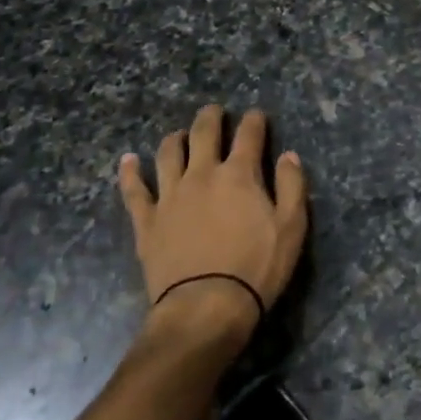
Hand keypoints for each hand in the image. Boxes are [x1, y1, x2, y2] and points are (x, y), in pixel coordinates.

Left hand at [118, 106, 308, 349]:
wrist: (206, 307)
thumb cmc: (256, 268)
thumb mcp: (292, 228)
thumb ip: (292, 186)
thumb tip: (288, 156)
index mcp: (239, 174)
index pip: (249, 135)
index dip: (255, 121)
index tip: (257, 115)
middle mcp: (202, 174)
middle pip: (204, 133)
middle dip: (212, 117)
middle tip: (215, 111)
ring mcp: (170, 196)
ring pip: (168, 154)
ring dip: (175, 138)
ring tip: (180, 135)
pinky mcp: (147, 221)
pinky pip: (134, 190)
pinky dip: (130, 172)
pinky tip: (128, 160)